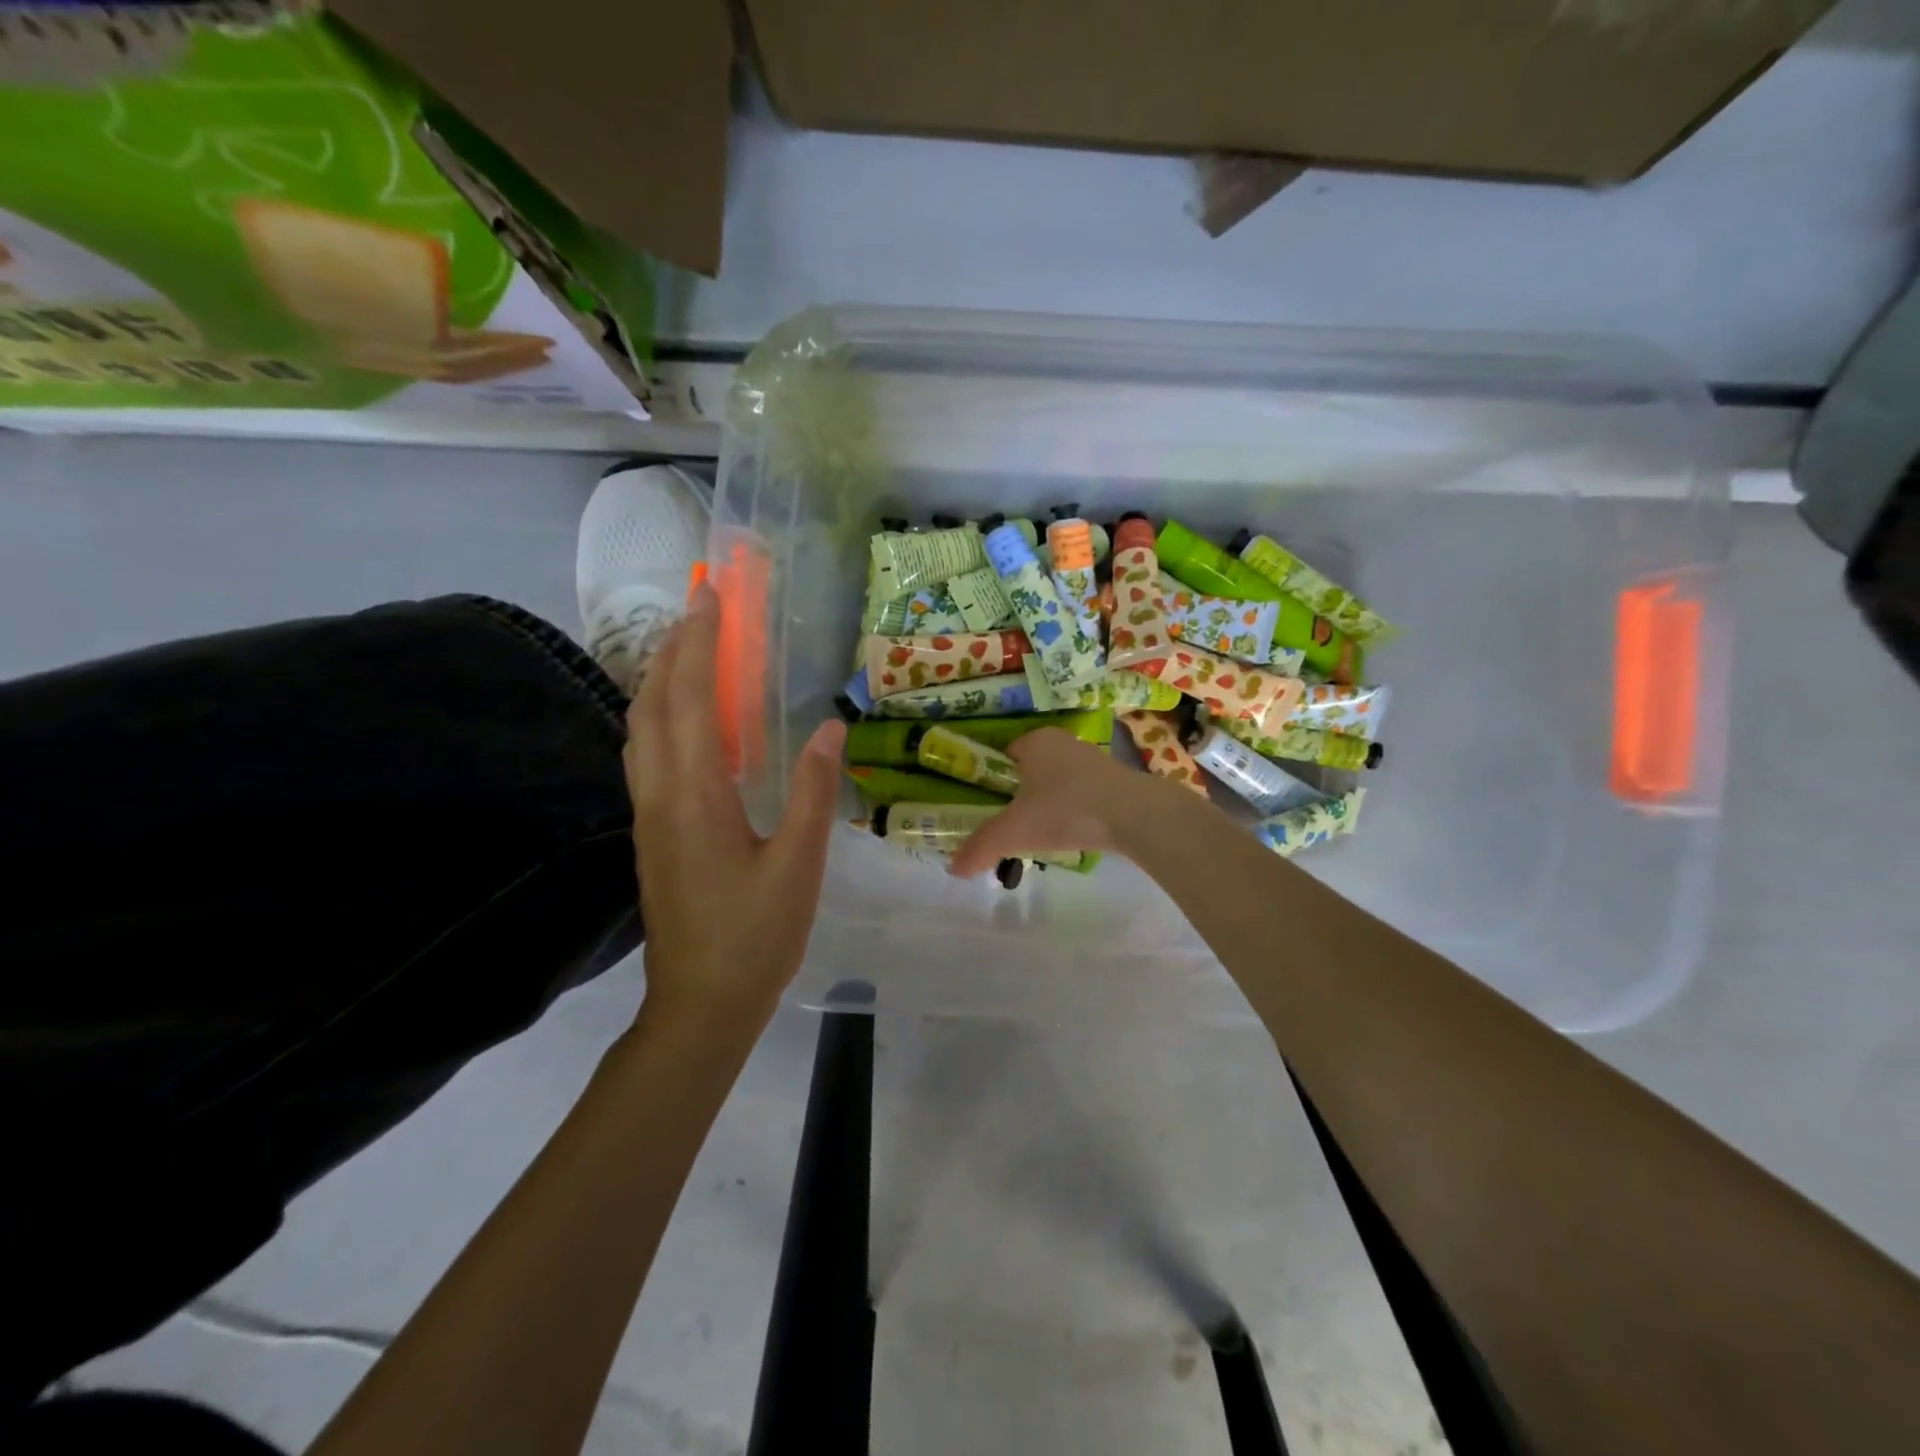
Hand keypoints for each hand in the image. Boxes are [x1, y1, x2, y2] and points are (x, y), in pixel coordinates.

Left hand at [623, 586, 845, 1035]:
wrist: (699, 1004)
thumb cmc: (756, 936)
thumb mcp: (798, 865)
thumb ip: (811, 792)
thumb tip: (830, 728)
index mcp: (696, 796)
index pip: (688, 700)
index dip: (697, 644)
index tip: (711, 598)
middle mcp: (660, 795)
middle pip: (653, 704)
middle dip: (674, 649)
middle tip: (702, 609)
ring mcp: (648, 814)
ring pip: (640, 729)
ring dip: (660, 680)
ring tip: (691, 650)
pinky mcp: (651, 832)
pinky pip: (646, 755)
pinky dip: (659, 717)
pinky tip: (687, 721)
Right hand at [947, 728, 1160, 878]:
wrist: (1134, 815)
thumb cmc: (1065, 811)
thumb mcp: (1014, 832)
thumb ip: (981, 847)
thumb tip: (952, 869)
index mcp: (1035, 741)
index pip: (1005, 753)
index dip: (995, 778)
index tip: (991, 806)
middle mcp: (1064, 742)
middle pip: (1033, 767)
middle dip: (1024, 792)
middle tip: (1016, 823)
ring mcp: (1094, 758)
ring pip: (1060, 779)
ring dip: (1052, 801)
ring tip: (1045, 832)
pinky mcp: (1117, 778)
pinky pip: (1085, 791)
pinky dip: (1076, 809)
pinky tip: (1076, 832)